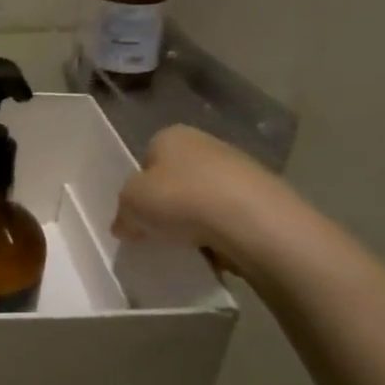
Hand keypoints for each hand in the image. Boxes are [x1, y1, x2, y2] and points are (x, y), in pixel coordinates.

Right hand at [112, 125, 292, 273]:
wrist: (252, 220)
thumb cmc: (180, 199)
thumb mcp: (129, 205)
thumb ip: (122, 213)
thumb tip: (125, 224)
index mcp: (170, 135)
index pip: (146, 160)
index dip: (138, 188)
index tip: (136, 214)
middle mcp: (205, 142)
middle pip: (175, 178)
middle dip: (166, 203)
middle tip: (157, 231)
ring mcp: (239, 168)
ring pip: (203, 197)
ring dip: (194, 219)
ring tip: (187, 244)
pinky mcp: (262, 196)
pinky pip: (228, 216)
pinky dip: (219, 231)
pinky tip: (214, 248)